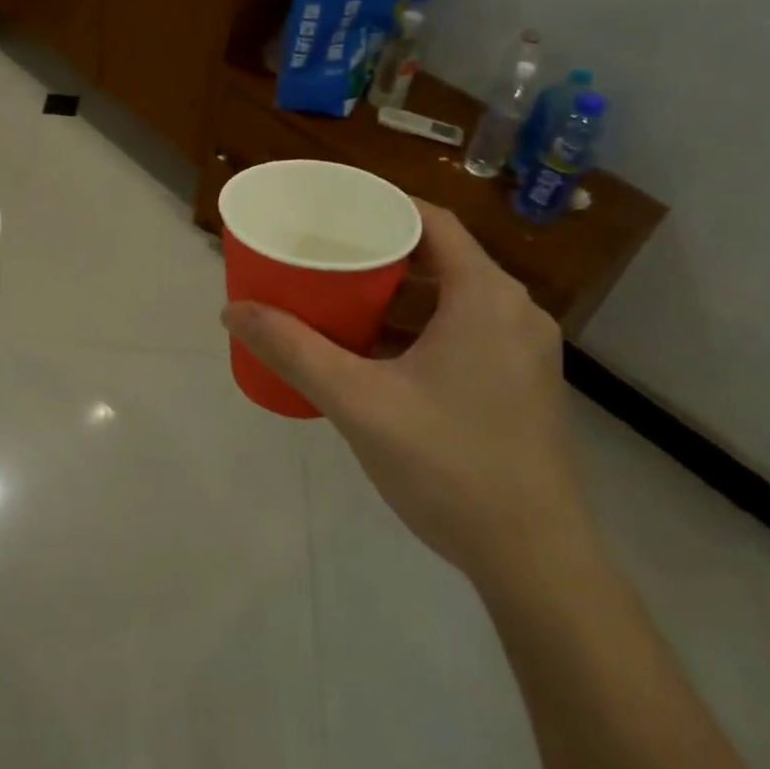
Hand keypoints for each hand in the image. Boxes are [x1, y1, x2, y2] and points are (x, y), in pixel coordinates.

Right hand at [221, 200, 589, 585]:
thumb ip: (293, 350)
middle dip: (379, 256)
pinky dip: (420, 330)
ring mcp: (524, 351)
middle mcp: (515, 312)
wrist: (535, 561)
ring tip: (339, 301)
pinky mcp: (522, 385)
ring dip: (398, 297)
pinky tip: (377, 355)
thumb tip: (234, 310)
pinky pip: (465, 332)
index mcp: (485, 296)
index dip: (380, 207)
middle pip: (440, 259)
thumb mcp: (359, 403)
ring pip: (452, 299)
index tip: (331, 212)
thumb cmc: (448, 465)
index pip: (431, 221)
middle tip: (323, 258)